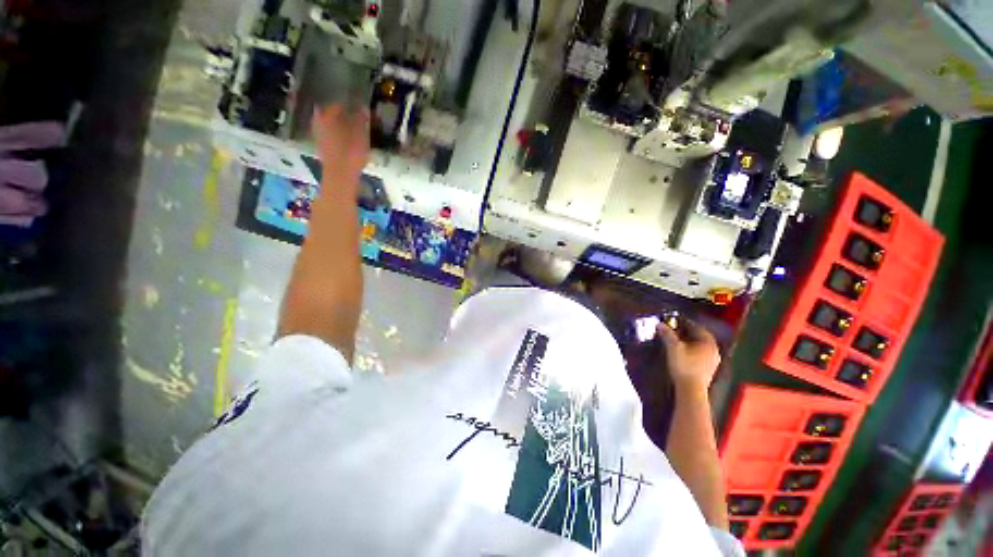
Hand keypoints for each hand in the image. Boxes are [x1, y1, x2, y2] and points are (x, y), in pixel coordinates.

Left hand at [312, 105, 370, 181]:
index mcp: (328, 115)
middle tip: (355, 120)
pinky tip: (347, 143)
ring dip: (340, 128)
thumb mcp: (361, 133)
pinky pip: (330, 138)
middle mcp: (319, 122)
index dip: (350, 107)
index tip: (360, 110)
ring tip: (352, 132)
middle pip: (331, 116)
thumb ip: (361, 118)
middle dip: (342, 117)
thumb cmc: (351, 151)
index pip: (338, 105)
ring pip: (330, 127)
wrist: (340, 175)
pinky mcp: (322, 149)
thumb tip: (362, 106)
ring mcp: (318, 136)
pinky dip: (338, 138)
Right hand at [657, 319, 720, 393]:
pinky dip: (691, 350)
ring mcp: (713, 361)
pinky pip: (700, 354)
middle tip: (674, 329)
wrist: (691, 390)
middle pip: (699, 336)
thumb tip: (659, 323)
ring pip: (700, 346)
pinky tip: (682, 351)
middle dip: (687, 332)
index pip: (697, 327)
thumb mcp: (673, 347)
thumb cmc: (684, 366)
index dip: (685, 322)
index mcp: (708, 343)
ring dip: (689, 341)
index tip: (674, 320)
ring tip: (676, 339)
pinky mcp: (708, 369)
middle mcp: (714, 350)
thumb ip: (667, 334)